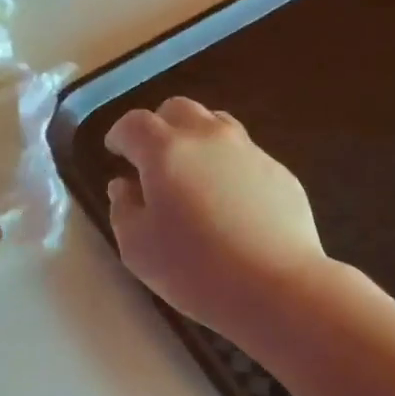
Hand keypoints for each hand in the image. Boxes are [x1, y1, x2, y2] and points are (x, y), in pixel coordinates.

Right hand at [106, 99, 327, 341]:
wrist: (275, 285)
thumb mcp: (136, 248)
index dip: (119, 135)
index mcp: (165, 152)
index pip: (134, 124)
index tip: (114, 152)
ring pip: (217, 124)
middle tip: (151, 158)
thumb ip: (123, 209)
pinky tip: (229, 201)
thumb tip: (124, 186)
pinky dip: (227, 166)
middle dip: (158, 126)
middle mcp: (208, 138)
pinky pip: (245, 155)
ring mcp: (249, 151)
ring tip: (191, 172)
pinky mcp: (279, 172)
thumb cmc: (193, 269)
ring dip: (196, 138)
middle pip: (178, 110)